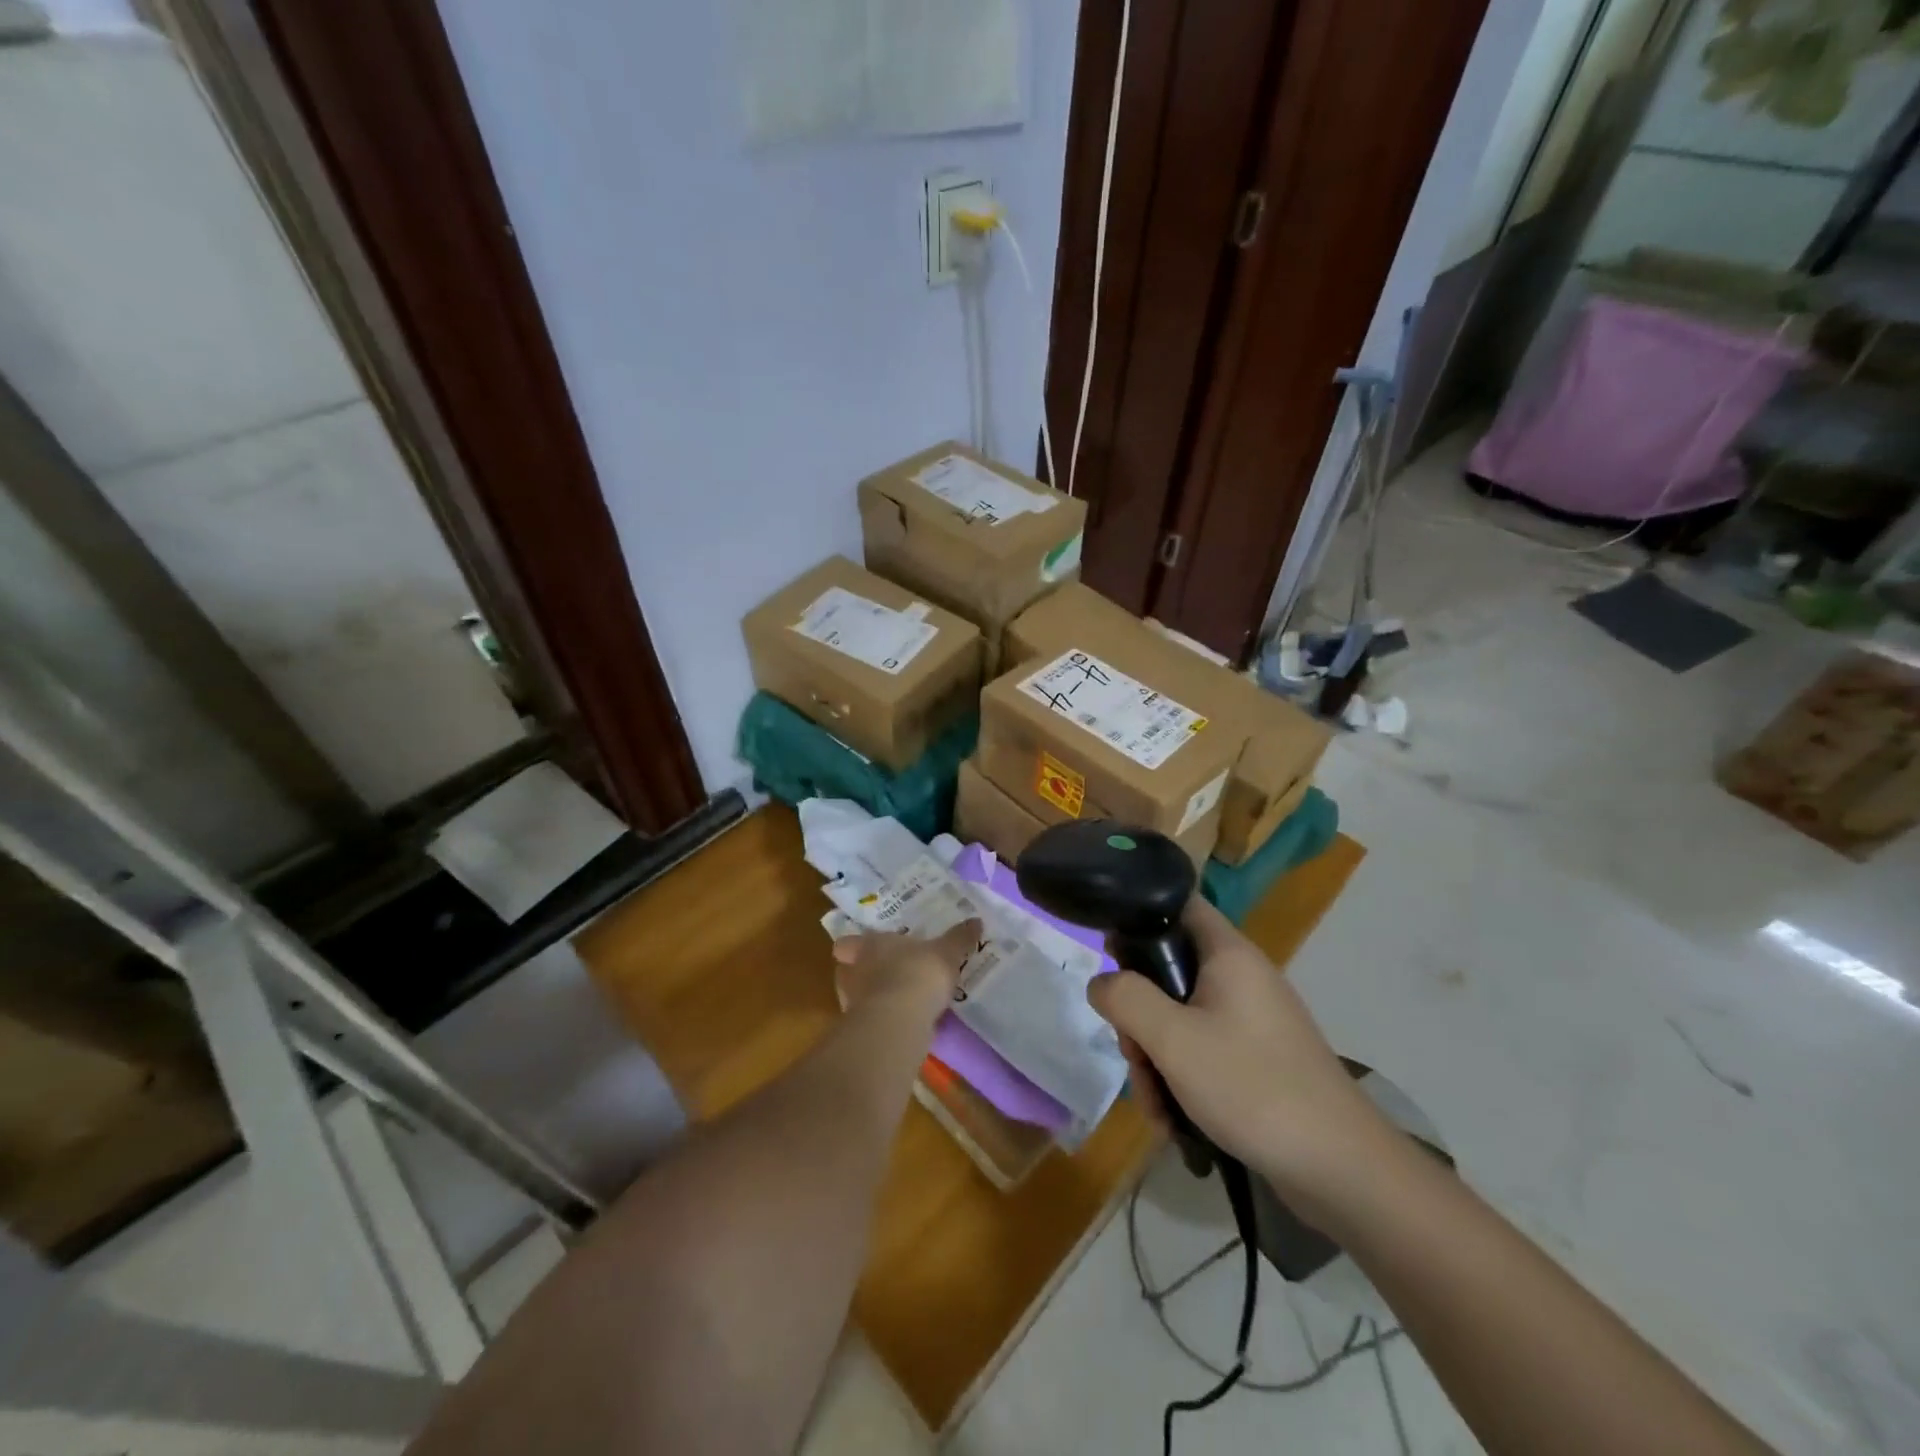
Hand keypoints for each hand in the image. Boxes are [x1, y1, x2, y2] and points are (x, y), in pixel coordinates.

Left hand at [831, 918, 980, 1018]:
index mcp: (868, 945)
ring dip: (873, 998)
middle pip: (847, 970)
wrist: (900, 1021)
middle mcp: (853, 971)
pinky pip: (871, 1021)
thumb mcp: (946, 952)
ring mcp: (853, 1003)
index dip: (853, 946)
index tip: (866, 948)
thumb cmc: (918, 973)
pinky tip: (903, 1023)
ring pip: (857, 997)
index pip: (846, 943)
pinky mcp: (862, 1031)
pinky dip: (883, 1021)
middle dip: (863, 973)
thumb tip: (976, 921)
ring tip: (898, 1001)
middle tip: (886, 973)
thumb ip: (959, 938)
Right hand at [1087, 897, 1391, 1204]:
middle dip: (1140, 1016)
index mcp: (1228, 955)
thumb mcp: (1173, 1040)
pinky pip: (1203, 1051)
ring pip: (1181, 1018)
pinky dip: (1182, 1078)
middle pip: (1169, 972)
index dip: (1138, 916)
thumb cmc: (1252, 1087)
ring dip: (1157, 1057)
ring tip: (1156, 1106)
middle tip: (1135, 1056)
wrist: (1342, 1170)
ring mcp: (1252, 1020)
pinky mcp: (1259, 1058)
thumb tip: (1101, 981)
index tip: (1109, 953)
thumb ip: (1125, 999)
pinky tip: (1175, 1119)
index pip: (1178, 904)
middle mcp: (1241, 977)